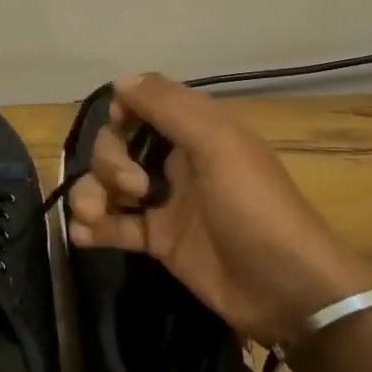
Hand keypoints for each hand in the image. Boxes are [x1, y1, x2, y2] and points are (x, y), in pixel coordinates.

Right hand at [66, 73, 371, 346]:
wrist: (288, 291)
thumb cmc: (256, 209)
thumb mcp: (219, 146)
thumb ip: (169, 108)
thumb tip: (120, 80)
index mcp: (197, 131)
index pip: (145, 103)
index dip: (123, 110)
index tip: (119, 124)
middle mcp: (176, 161)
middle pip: (116, 145)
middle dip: (108, 163)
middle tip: (134, 190)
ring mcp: (164, 203)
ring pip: (107, 185)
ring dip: (90, 196)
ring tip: (92, 218)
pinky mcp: (157, 240)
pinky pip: (113, 225)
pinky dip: (93, 228)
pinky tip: (84, 237)